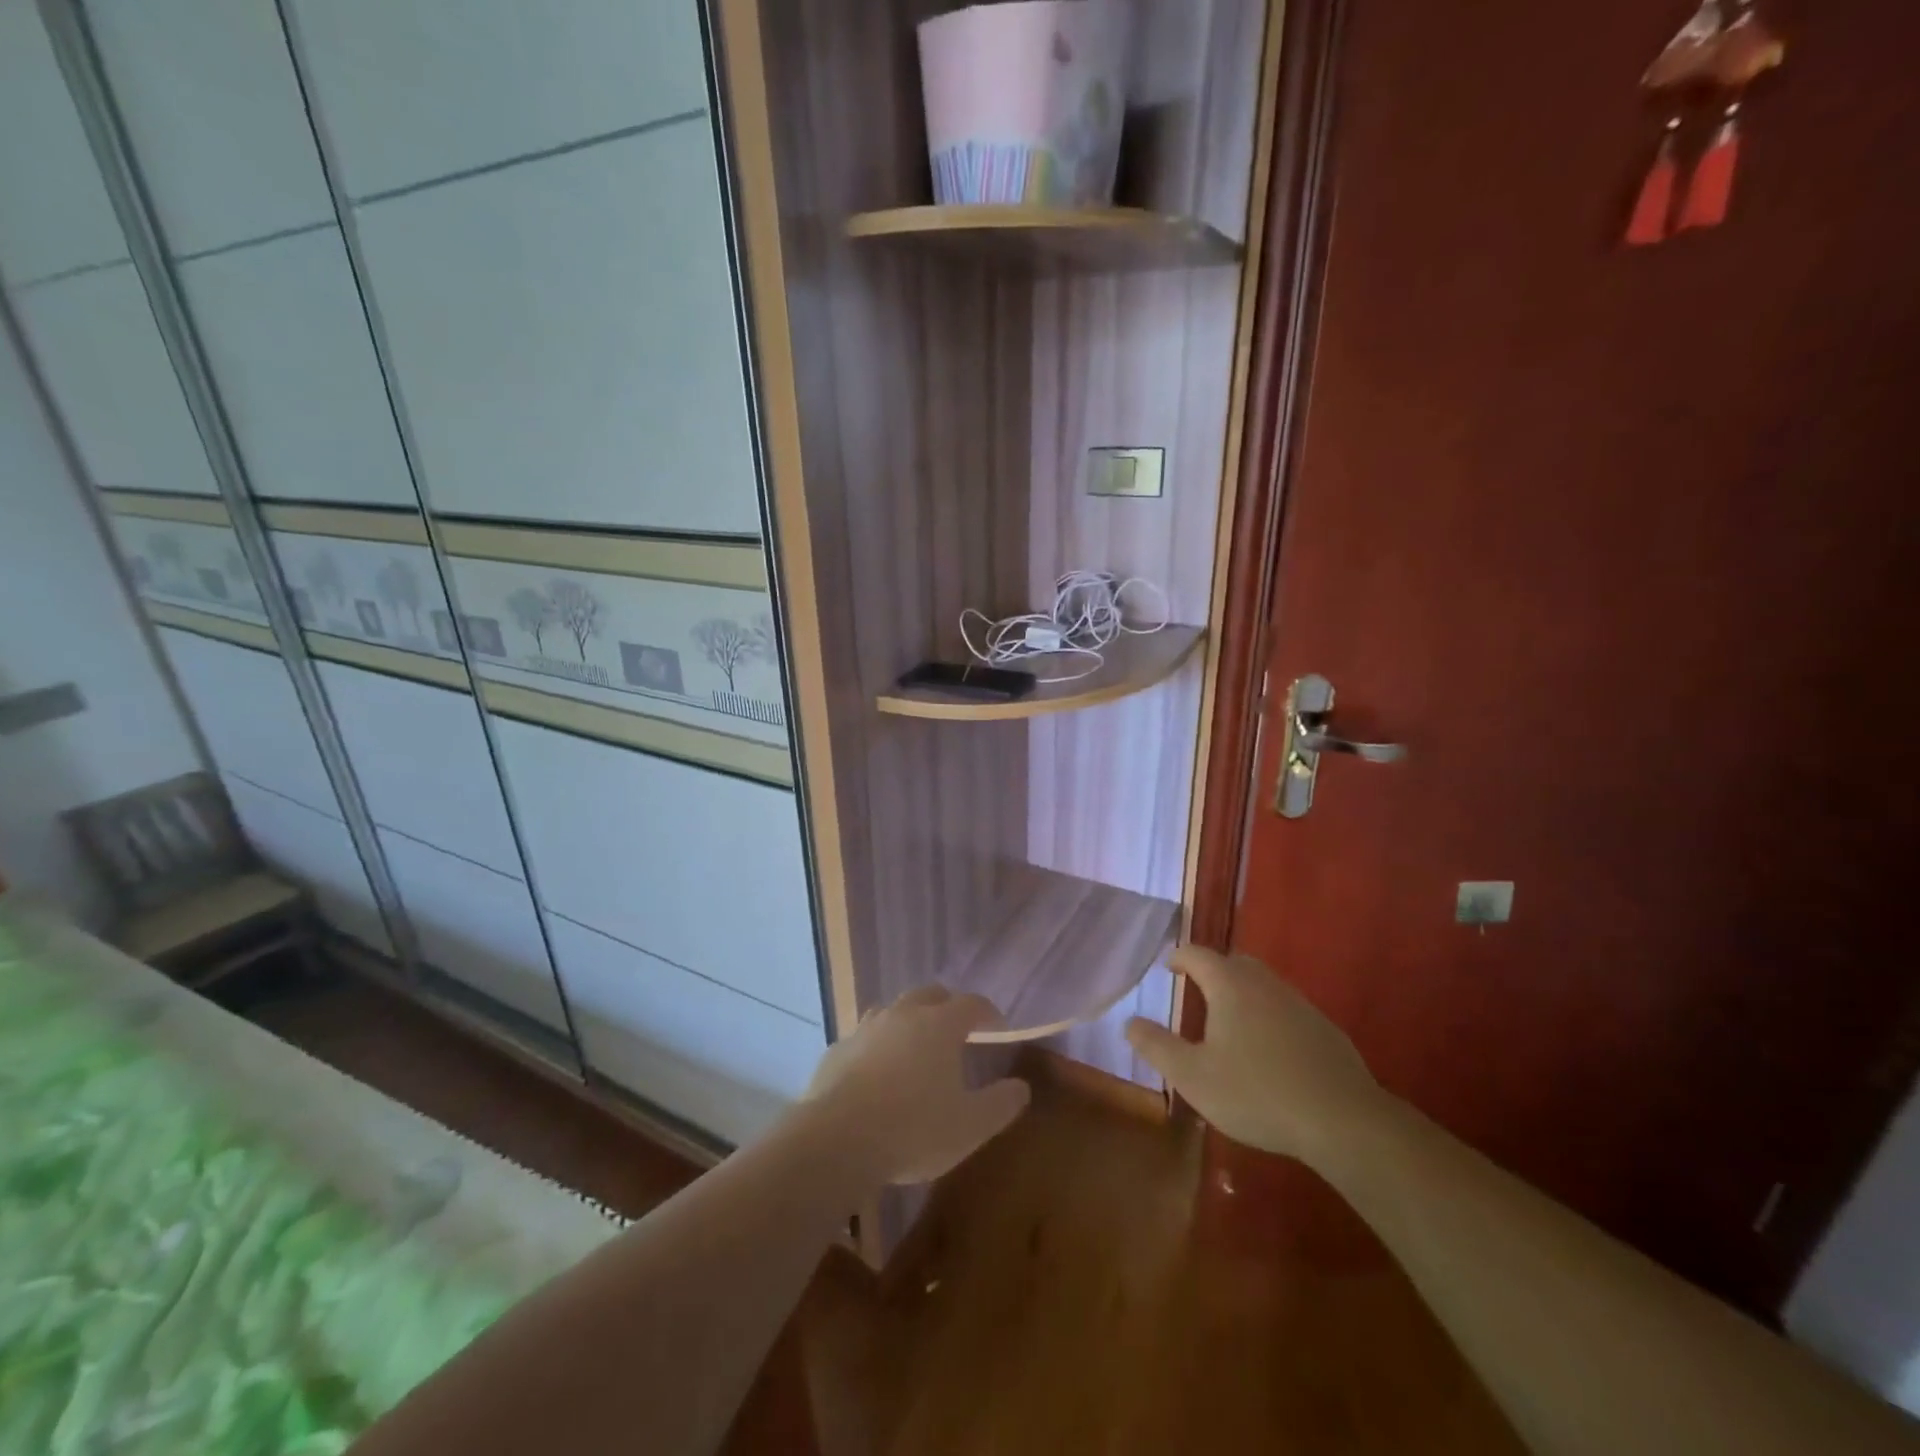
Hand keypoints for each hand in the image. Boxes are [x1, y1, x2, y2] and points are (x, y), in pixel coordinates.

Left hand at [802, 986, 1030, 1185]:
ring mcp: (866, 1028)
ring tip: (916, 1049)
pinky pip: (864, 1038)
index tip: (998, 1027)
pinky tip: (876, 1074)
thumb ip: (1001, 1104)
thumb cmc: (913, 1129)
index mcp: (940, 1024)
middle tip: (957, 1032)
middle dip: (947, 1007)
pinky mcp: (838, 1049)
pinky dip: (877, 1047)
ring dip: (909, 1022)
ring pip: (894, 1011)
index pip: (972, 1003)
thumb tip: (1020, 1087)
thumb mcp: (970, 1127)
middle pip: (930, 995)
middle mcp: (903, 1014)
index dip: (988, 1012)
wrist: (836, 1140)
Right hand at [1125, 947, 1393, 1163]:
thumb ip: (1157, 1046)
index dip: (1179, 957)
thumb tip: (1129, 1022)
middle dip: (1212, 970)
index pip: (1197, 954)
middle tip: (1197, 989)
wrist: (1342, 1120)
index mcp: (1229, 985)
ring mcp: (1299, 1004)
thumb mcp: (1192, 1076)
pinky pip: (1286, 1009)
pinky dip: (1269, 1016)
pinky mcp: (1324, 1029)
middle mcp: (1264, 983)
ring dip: (1242, 992)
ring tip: (1229, 1020)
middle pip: (1233, 962)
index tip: (1168, 967)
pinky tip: (1269, 1049)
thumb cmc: (1257, 1093)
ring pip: (1263, 984)